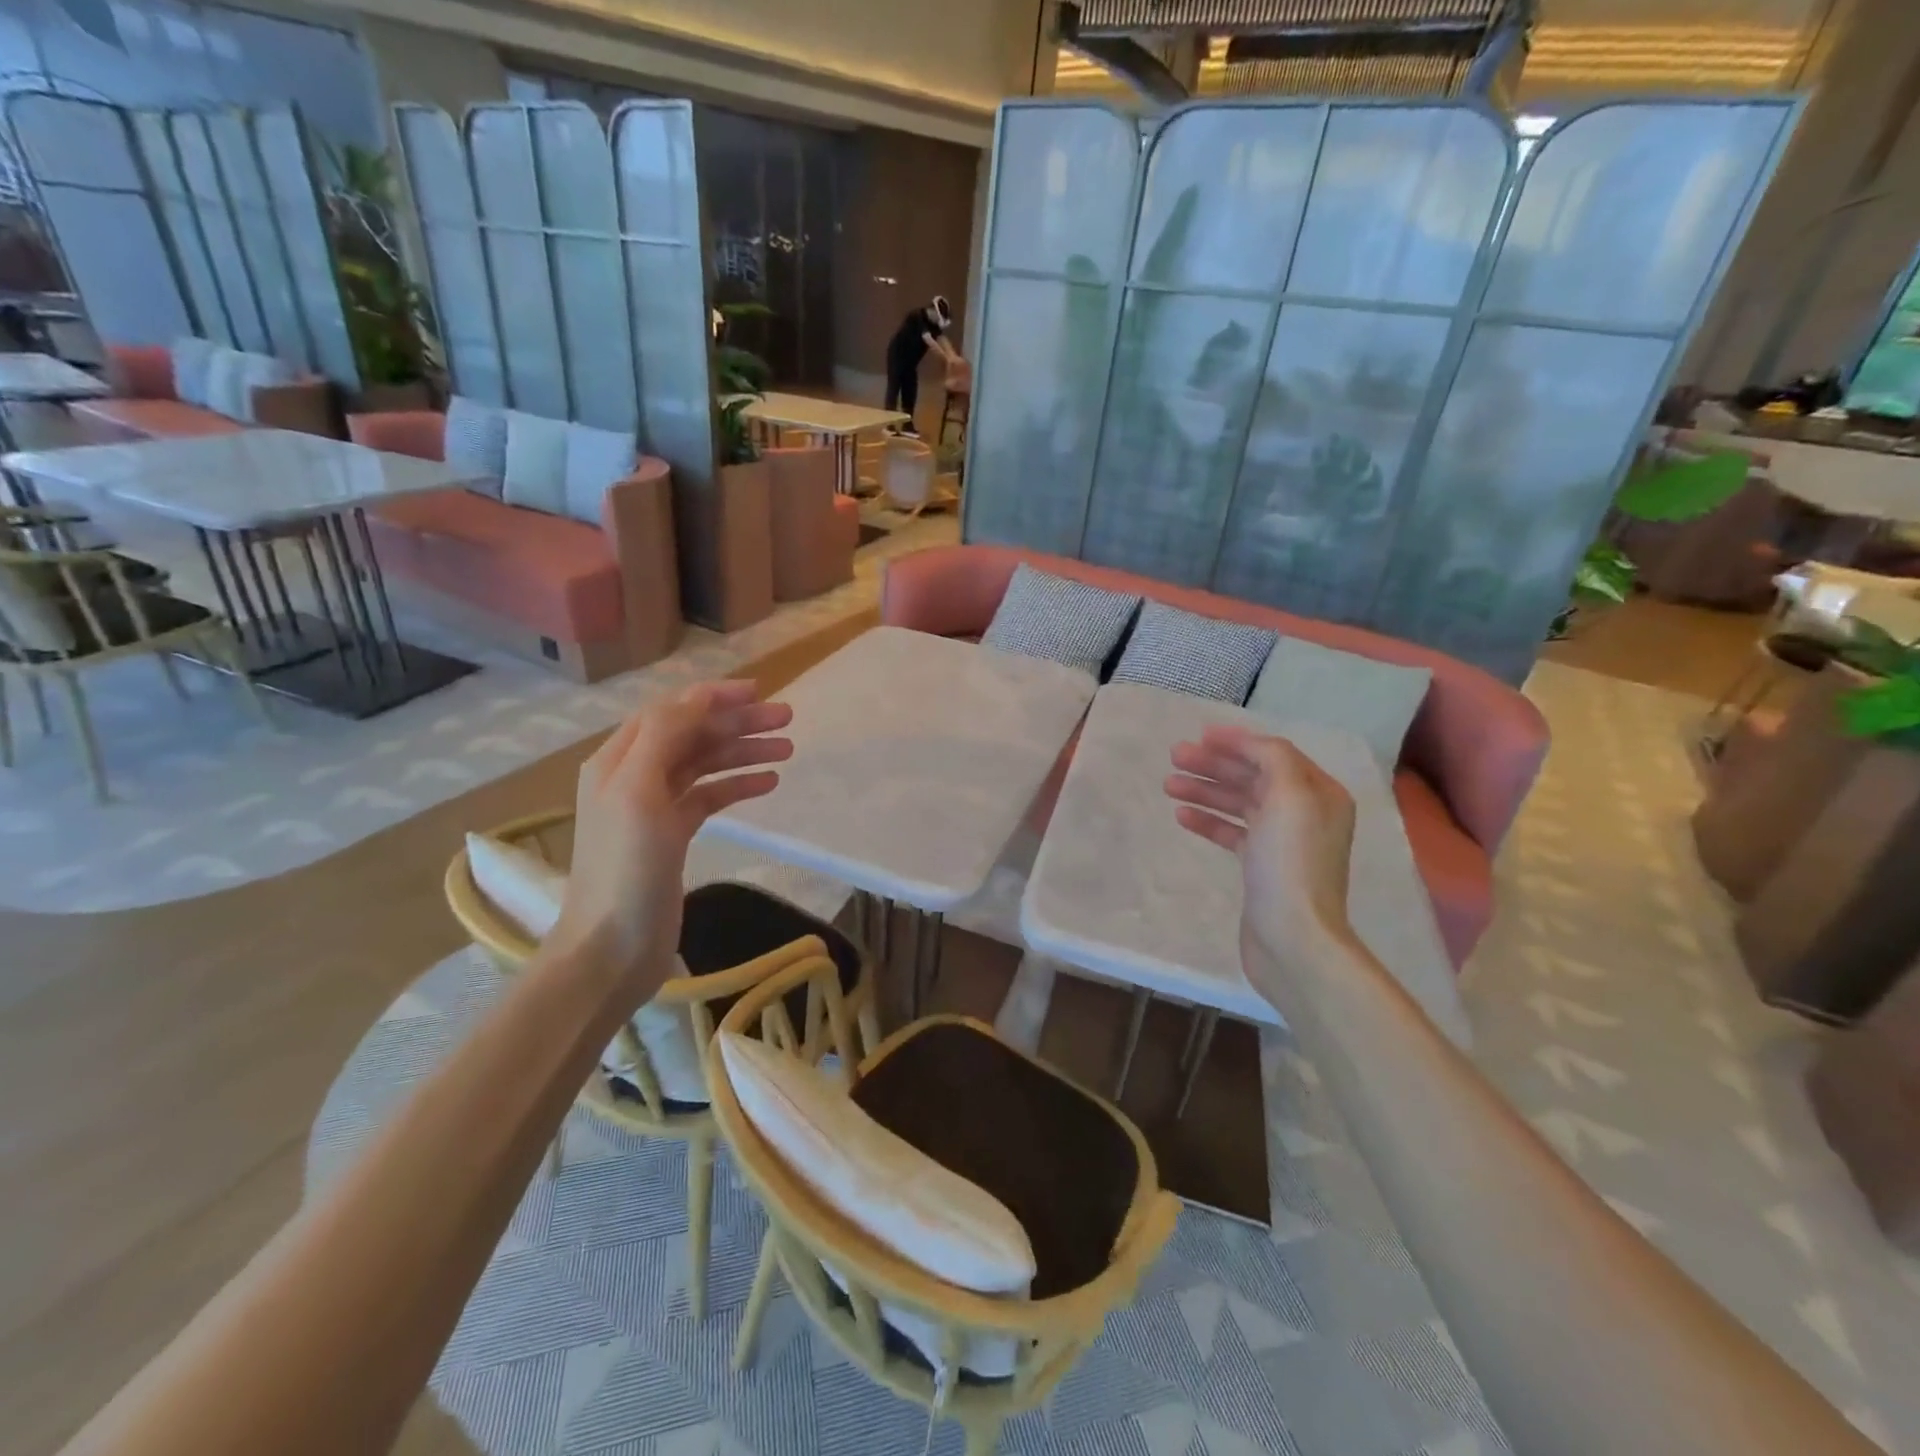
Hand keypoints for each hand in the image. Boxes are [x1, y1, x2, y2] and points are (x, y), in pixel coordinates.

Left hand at [549, 680, 792, 995]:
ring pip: (705, 764)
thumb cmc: (625, 869)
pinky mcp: (672, 836)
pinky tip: (768, 784)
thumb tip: (700, 699)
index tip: (759, 692)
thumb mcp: (638, 793)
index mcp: (619, 760)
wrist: (612, 948)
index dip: (713, 697)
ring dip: (744, 752)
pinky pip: (710, 797)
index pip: (671, 712)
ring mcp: (654, 807)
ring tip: (787, 751)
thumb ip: (664, 738)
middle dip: (738, 723)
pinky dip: (738, 785)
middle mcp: (635, 776)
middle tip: (787, 720)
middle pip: (693, 735)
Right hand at [1164, 726, 1358, 977]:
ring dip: (1205, 790)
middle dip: (1215, 765)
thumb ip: (1272, 757)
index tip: (1200, 734)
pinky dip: (1208, 820)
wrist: (1292, 936)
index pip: (1275, 754)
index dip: (1238, 742)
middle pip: (1254, 777)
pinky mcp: (1262, 867)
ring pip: (1239, 804)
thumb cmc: (1290, 861)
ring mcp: (1283, 842)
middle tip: (1175, 757)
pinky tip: (1182, 815)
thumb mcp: (1289, 796)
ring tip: (1168, 785)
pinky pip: (1232, 832)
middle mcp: (1305, 813)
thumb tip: (1248, 744)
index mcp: (1320, 793)